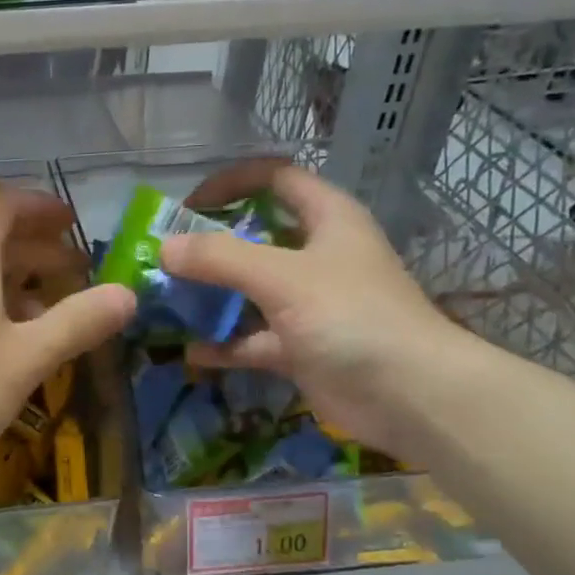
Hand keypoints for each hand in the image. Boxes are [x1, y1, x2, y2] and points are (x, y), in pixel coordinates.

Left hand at [0, 187, 135, 482]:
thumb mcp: (27, 358)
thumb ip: (78, 322)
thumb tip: (128, 294)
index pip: (3, 205)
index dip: (41, 206)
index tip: (73, 222)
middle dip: (37, 250)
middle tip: (77, 272)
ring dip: (14, 281)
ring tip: (49, 311)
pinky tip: (4, 341)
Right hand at [161, 162, 472, 456]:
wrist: (409, 396)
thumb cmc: (351, 317)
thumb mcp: (282, 277)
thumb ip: (220, 258)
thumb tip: (164, 248)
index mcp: (327, 219)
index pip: (276, 179)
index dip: (232, 183)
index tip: (187, 205)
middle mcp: (318, 256)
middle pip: (256, 237)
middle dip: (211, 246)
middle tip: (166, 259)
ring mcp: (310, 304)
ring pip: (251, 290)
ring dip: (212, 296)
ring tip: (168, 302)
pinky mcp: (302, 347)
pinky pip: (254, 339)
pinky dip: (226, 344)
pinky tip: (192, 352)